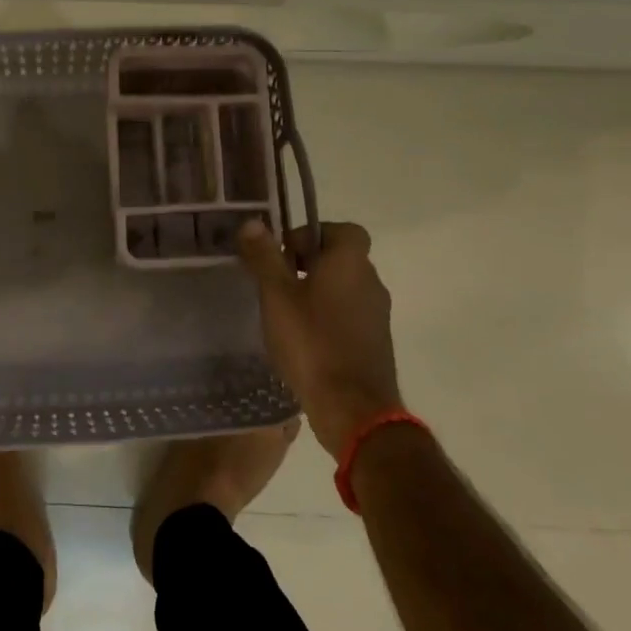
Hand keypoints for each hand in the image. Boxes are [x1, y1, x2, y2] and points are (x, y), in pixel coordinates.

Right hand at [237, 219, 402, 458]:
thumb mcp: (277, 296)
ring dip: (318, 293)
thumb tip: (253, 223)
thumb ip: (264, 257)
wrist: (353, 408)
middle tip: (276, 284)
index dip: (312, 235)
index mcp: (350, 263)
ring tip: (285, 314)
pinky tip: (303, 340)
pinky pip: (349, 316)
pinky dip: (328, 318)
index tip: (284, 255)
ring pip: (345, 289)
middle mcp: (371, 282)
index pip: (342, 230)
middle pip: (341, 259)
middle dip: (309, 265)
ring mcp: (377, 315)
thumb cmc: (311, 342)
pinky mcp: (376, 343)